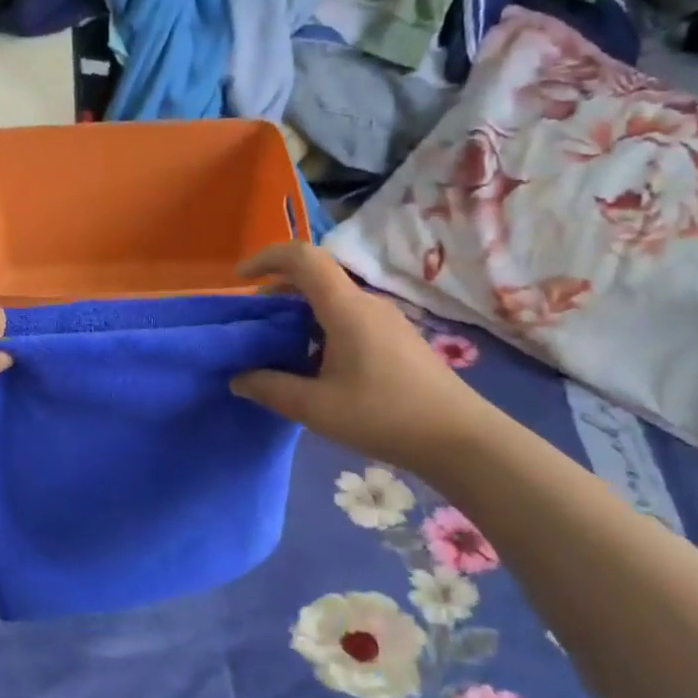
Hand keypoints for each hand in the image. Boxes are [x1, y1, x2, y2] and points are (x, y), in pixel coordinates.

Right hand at [231, 242, 493, 472]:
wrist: (459, 439)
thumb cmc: (383, 416)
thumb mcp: (316, 408)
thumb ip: (271, 388)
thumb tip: (238, 378)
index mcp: (346, 308)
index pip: (302, 258)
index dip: (266, 257)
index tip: (240, 278)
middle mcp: (366, 304)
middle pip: (315, 278)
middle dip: (276, 291)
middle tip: (252, 323)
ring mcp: (385, 320)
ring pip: (331, 300)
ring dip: (298, 313)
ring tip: (276, 347)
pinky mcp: (395, 339)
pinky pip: (348, 318)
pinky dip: (318, 327)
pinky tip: (312, 364)